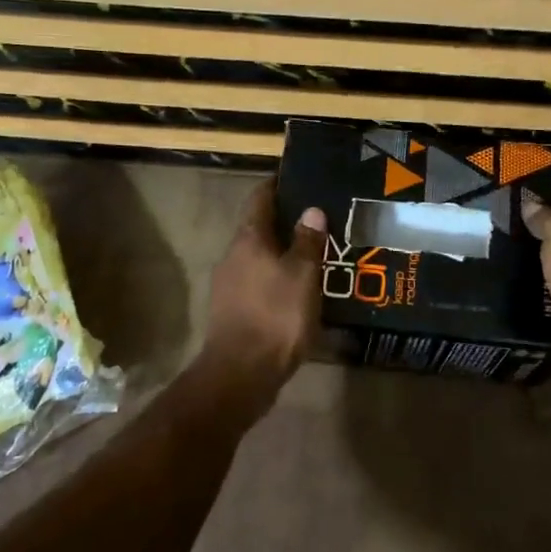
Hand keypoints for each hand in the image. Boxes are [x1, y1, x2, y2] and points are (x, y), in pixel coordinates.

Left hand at [200, 182, 325, 398]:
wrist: (241, 373)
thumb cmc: (275, 316)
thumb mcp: (302, 276)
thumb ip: (307, 242)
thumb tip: (311, 211)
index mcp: (248, 240)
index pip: (260, 198)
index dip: (278, 185)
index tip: (300, 178)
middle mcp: (233, 256)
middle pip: (259, 229)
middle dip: (287, 223)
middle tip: (320, 220)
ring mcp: (230, 285)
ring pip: (260, 258)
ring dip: (284, 254)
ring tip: (317, 255)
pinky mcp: (234, 311)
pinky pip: (260, 284)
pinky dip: (279, 280)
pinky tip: (301, 290)